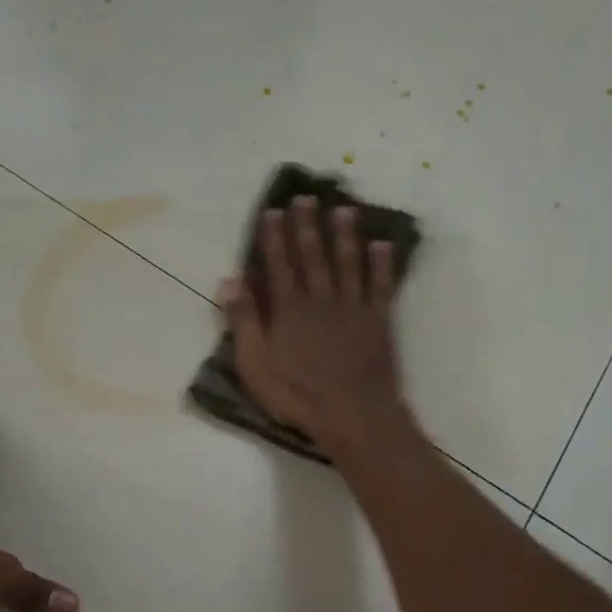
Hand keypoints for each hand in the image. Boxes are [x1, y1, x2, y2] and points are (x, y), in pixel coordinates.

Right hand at [220, 196, 412, 456]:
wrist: (353, 414)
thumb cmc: (297, 395)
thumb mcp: (256, 365)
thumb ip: (244, 322)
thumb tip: (229, 281)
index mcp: (289, 309)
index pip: (279, 264)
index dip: (275, 237)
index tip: (273, 211)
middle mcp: (321, 299)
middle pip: (314, 255)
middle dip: (308, 225)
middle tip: (307, 197)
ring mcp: (353, 308)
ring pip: (349, 262)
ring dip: (345, 235)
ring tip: (344, 209)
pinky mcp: (379, 321)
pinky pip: (381, 285)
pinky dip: (381, 264)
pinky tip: (382, 245)